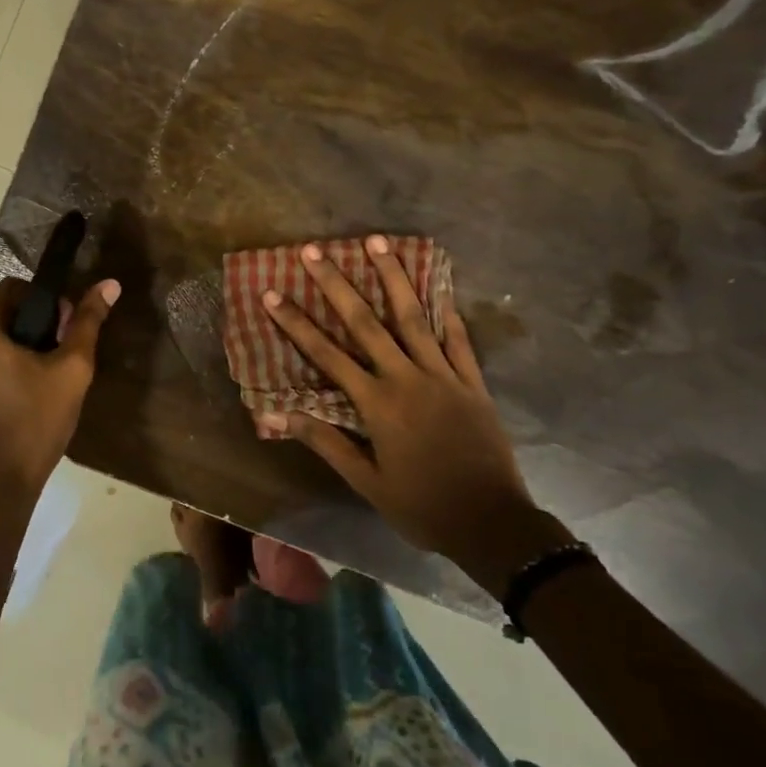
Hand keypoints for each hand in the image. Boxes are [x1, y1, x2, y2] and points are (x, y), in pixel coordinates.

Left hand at [0, 275, 120, 517]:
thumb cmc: (32, 425)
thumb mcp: (71, 371)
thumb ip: (88, 322)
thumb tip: (109, 283)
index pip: (15, 289)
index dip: (48, 305)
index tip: (65, 335)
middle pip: (0, 316)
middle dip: (33, 330)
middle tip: (58, 363)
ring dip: (15, 353)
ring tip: (41, 386)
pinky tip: (19, 404)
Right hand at [258, 237, 570, 596]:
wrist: (492, 525)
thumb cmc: (422, 506)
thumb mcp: (367, 482)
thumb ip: (326, 443)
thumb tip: (279, 417)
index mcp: (377, 404)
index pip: (327, 355)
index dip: (296, 323)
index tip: (272, 293)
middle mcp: (407, 379)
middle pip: (366, 322)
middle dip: (336, 284)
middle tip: (314, 250)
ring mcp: (444, 376)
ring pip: (414, 317)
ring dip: (392, 277)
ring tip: (377, 240)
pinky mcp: (473, 382)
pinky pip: (459, 339)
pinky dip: (447, 310)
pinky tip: (438, 284)